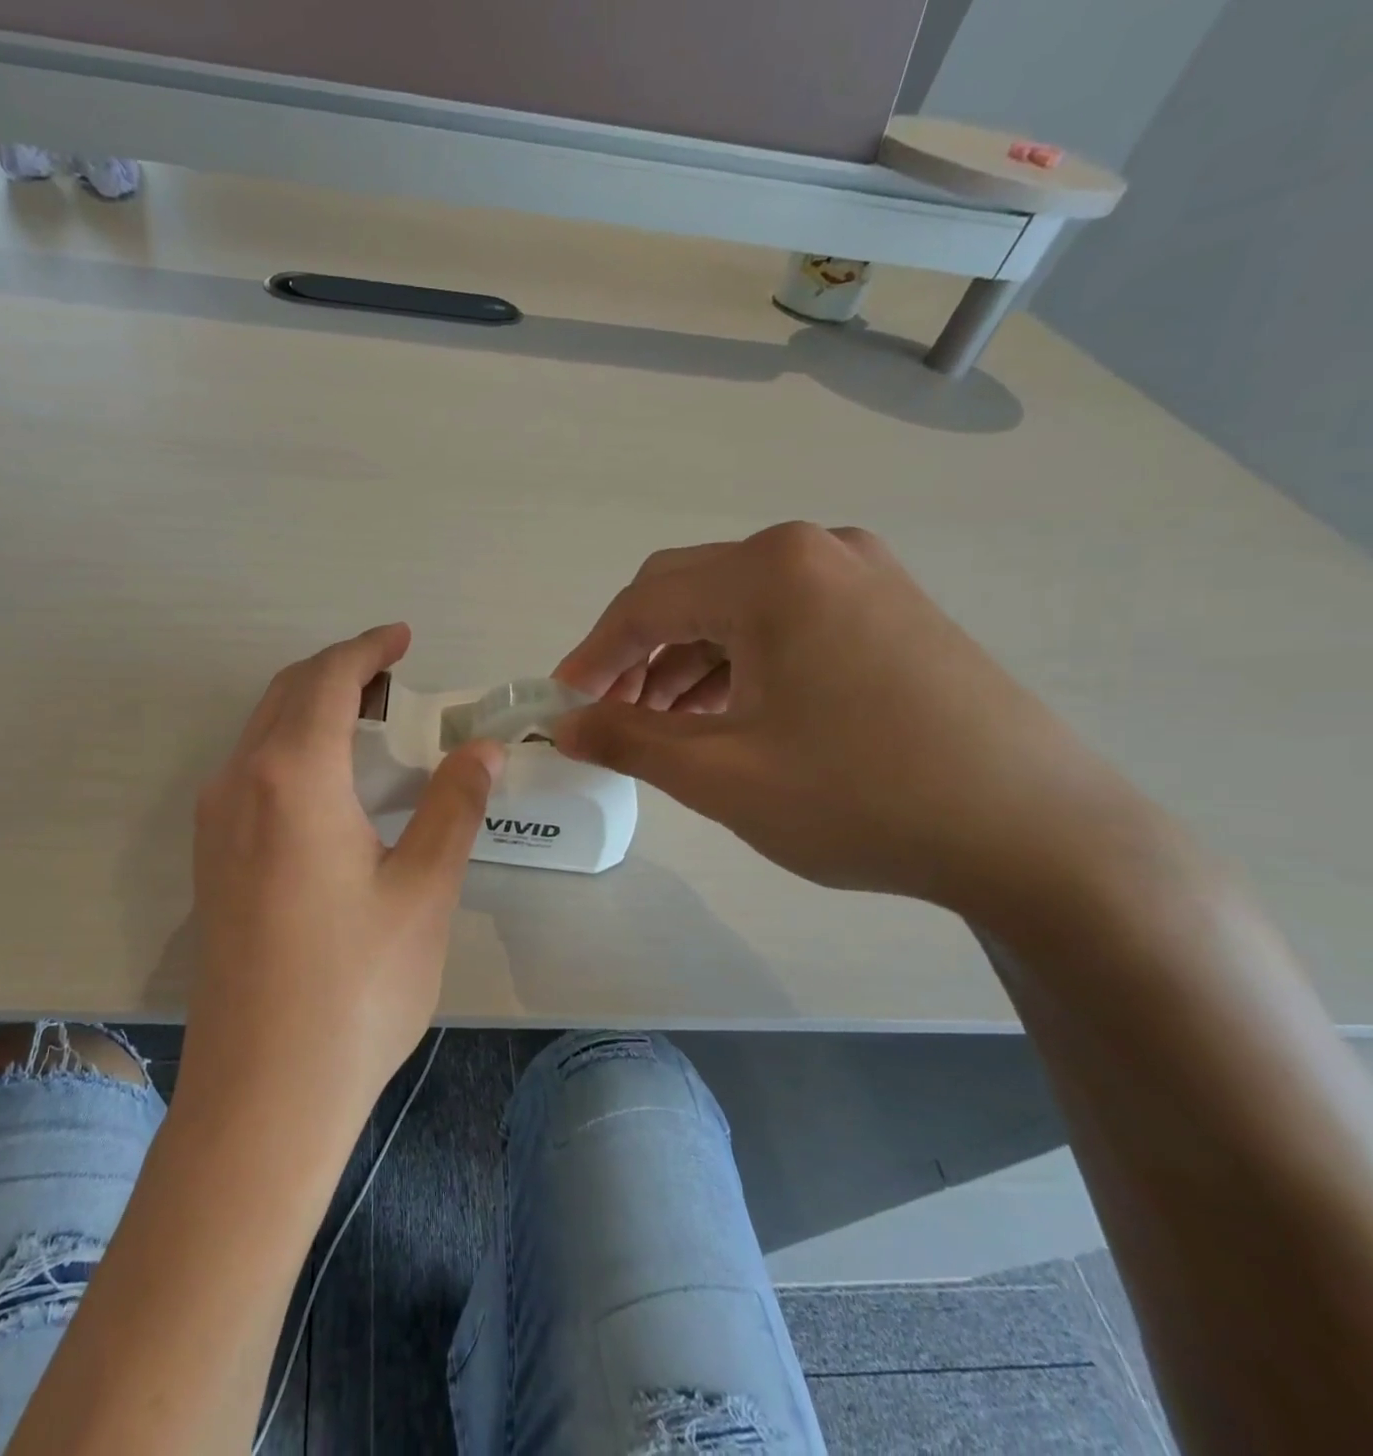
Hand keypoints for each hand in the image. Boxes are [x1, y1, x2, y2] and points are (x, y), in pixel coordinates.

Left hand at [183, 624, 502, 1121]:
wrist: (264, 1091)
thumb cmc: (356, 988)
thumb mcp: (423, 891)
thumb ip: (453, 807)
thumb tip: (480, 749)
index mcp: (293, 776)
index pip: (329, 680)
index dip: (369, 649)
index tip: (404, 638)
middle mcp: (240, 782)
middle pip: (287, 693)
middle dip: (340, 671)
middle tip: (396, 678)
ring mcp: (215, 822)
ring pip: (262, 730)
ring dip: (312, 708)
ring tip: (371, 723)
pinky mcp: (210, 858)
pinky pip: (250, 770)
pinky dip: (291, 747)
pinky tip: (330, 783)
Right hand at [552, 524, 1155, 917]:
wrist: (1040, 836)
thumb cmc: (862, 798)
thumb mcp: (721, 775)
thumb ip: (626, 740)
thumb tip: (563, 725)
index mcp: (770, 573)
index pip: (644, 602)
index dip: (590, 656)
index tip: (560, 705)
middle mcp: (815, 551)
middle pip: (687, 592)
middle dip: (635, 655)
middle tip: (608, 717)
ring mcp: (863, 575)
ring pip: (736, 608)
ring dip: (685, 661)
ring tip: (665, 727)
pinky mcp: (892, 609)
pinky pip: (784, 621)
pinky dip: (739, 663)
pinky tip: (729, 715)